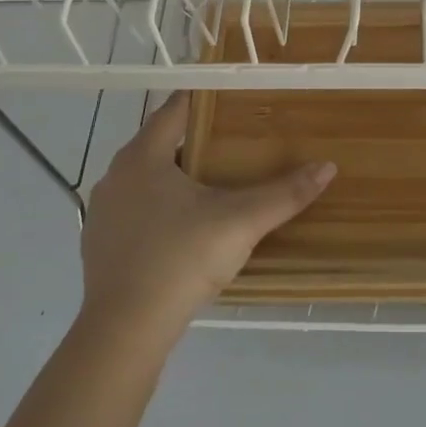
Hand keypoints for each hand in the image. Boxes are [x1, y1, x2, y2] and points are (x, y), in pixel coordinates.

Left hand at [80, 92, 335, 347]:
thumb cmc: (182, 260)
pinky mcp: (98, 244)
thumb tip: (327, 167)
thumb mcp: (241, 222)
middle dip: (194, 139)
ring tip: (212, 183)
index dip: (204, 98)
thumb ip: (284, 194)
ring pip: (144, 178)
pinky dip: (157, 207)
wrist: (125, 330)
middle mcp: (115, 175)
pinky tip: (182, 228)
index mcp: (143, 156)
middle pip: (159, 142)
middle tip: (234, 140)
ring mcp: (102, 212)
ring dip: (174, 175)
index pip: (175, 109)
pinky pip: (133, 210)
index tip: (233, 95)